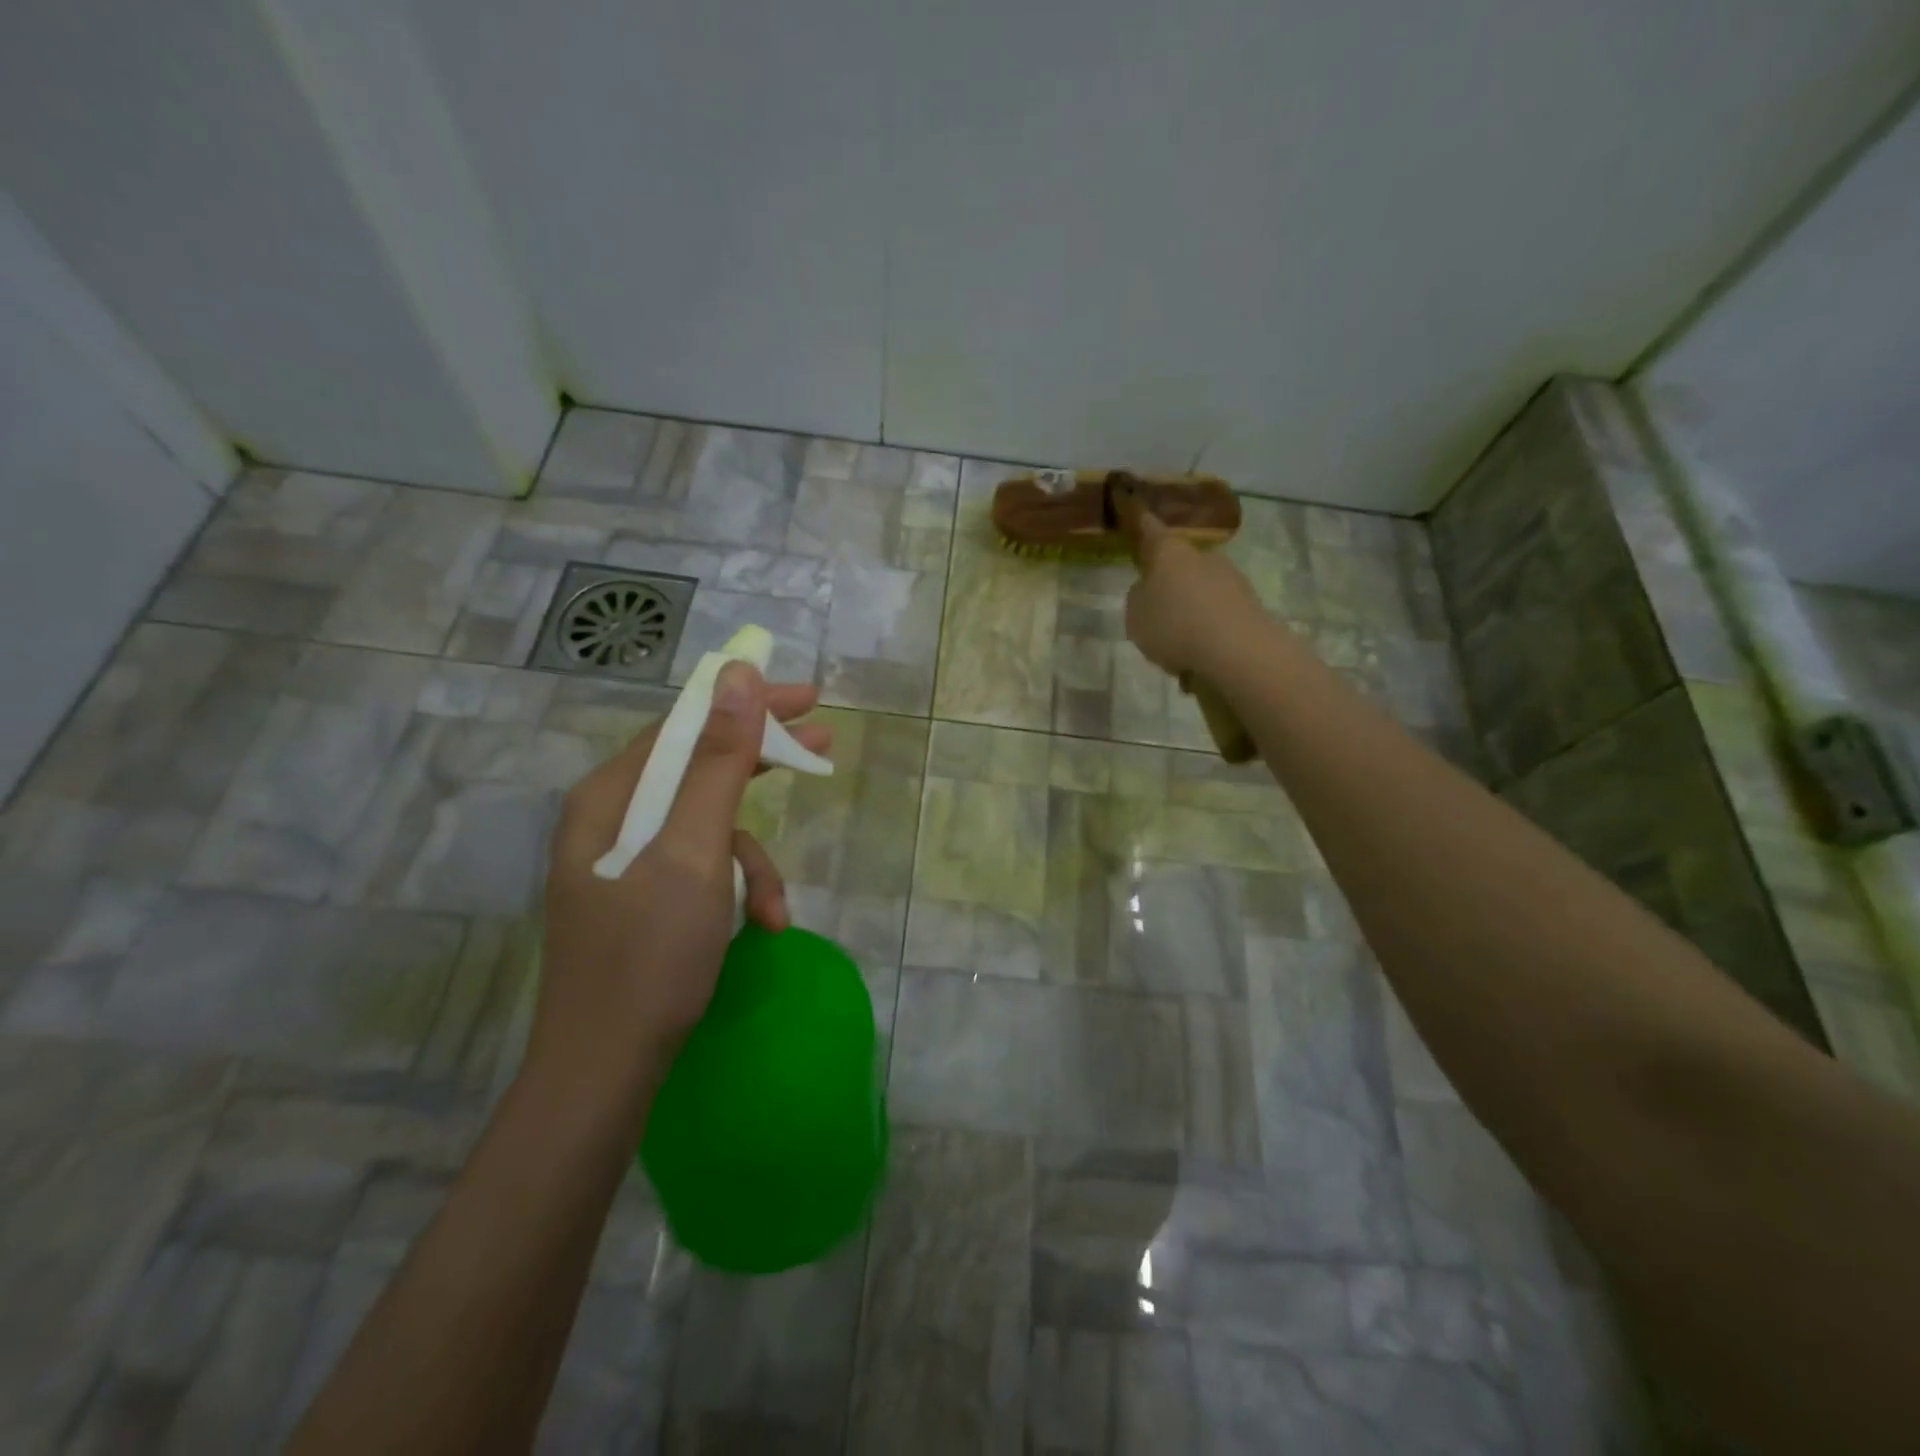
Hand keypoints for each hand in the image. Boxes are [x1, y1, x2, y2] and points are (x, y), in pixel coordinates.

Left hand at [530, 663, 829, 1105]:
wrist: (606, 1073)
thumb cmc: (649, 956)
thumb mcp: (694, 851)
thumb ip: (718, 761)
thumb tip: (738, 676)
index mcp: (609, 797)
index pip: (685, 725)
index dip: (747, 704)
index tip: (809, 698)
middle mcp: (610, 820)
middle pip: (697, 768)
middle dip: (762, 765)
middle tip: (823, 747)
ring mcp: (626, 863)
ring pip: (708, 829)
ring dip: (753, 862)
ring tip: (776, 908)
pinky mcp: (643, 900)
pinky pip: (701, 871)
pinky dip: (736, 892)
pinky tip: (760, 928)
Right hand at [1124, 512, 1268, 678]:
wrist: (1238, 650)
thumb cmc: (1175, 627)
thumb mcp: (1135, 618)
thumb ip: (1137, 599)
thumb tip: (1146, 589)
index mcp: (1169, 552)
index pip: (1151, 530)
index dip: (1142, 525)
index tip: (1139, 516)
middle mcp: (1202, 555)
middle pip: (1180, 562)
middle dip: (1169, 579)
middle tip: (1156, 607)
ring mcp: (1230, 576)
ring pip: (1201, 587)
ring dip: (1191, 605)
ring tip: (1179, 640)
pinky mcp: (1250, 602)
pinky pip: (1218, 610)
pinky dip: (1209, 624)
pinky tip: (1202, 651)